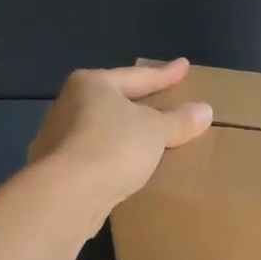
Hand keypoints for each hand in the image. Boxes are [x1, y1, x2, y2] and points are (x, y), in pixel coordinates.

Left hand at [29, 59, 213, 211]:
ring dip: (123, 134)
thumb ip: (179, 120)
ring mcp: (57, 138)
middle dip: (138, 103)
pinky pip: (94, 156)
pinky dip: (111, 158)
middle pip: (113, 100)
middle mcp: (68, 104)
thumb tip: (205, 110)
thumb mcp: (156, 130)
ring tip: (146, 139)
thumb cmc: (114, 145)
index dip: (165, 74)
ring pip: (101, 129)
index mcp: (91, 84)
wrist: (69, 193)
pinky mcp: (55, 170)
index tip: (184, 66)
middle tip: (162, 101)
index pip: (137, 76)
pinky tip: (125, 168)